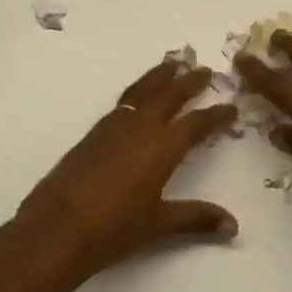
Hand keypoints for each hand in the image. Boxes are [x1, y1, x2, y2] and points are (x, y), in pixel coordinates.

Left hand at [15, 58, 239, 278]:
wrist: (58, 228)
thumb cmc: (114, 227)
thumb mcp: (159, 224)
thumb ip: (196, 218)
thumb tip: (233, 226)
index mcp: (162, 147)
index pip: (197, 124)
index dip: (217, 115)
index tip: (232, 106)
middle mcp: (140, 128)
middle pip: (169, 95)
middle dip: (188, 81)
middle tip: (203, 69)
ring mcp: (113, 127)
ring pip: (142, 91)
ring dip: (159, 77)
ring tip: (171, 64)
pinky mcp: (93, 134)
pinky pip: (123, 101)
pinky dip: (138, 91)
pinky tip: (138, 98)